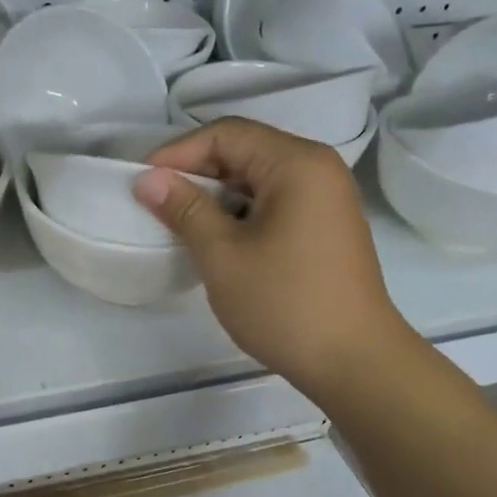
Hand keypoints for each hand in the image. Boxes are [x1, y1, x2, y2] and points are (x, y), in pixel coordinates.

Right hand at [132, 118, 413, 404]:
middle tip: (156, 201)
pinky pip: (276, 202)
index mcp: (297, 164)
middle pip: (246, 150)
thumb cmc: (284, 304)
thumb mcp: (223, 256)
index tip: (143, 182)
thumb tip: (148, 179)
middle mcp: (318, 169)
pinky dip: (241, 212)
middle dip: (197, 171)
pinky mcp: (327, 228)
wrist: (354, 361)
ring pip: (260, 179)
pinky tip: (217, 239)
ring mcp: (327, 199)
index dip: (179, 152)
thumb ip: (185, 210)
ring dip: (217, 194)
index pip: (227, 134)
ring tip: (180, 221)